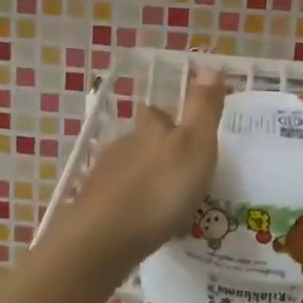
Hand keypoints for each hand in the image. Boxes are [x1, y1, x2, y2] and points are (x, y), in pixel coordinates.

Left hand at [50, 68, 226, 273]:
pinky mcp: (92, 209)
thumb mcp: (195, 145)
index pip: (156, 114)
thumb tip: (210, 64)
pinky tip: (143, 224)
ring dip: (145, 181)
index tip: (186, 134)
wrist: (104, 237)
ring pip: (128, 171)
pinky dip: (131, 207)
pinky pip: (117, 201)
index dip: (169, 120)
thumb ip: (203, 107)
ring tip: (167, 204)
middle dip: (157, 153)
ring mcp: (103, 178)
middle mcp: (122, 146)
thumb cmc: (159, 188)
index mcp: (148, 129)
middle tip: (181, 174)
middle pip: (140, 142)